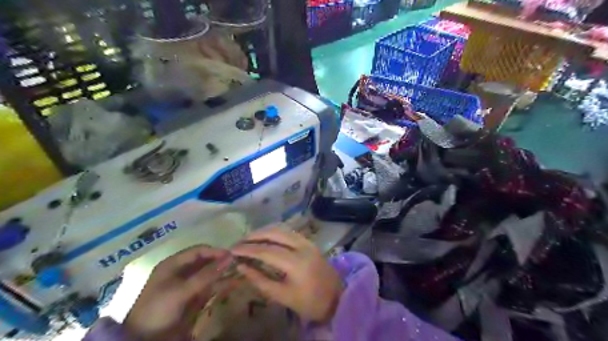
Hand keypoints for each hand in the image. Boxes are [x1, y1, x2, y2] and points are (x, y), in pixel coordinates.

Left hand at [121, 245, 231, 340]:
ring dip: (222, 272)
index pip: (199, 251)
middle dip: (220, 261)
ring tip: (240, 271)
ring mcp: (188, 284)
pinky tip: (233, 283)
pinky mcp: (193, 297)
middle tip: (238, 263)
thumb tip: (230, 257)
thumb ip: (206, 274)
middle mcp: (182, 271)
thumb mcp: (182, 290)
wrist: (145, 339)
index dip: (215, 252)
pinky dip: (220, 284)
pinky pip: (209, 287)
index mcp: (173, 264)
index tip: (232, 255)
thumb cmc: (159, 308)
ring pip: (209, 273)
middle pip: (205, 261)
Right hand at [231, 227, 341, 321]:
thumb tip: (241, 267)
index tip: (232, 250)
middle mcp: (302, 246)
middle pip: (274, 233)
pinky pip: (289, 231)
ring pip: (282, 229)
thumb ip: (260, 280)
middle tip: (239, 242)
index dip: (247, 249)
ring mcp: (307, 241)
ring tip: (249, 239)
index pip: (266, 250)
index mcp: (295, 263)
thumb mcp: (282, 296)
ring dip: (264, 231)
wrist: (337, 297)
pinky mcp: (309, 241)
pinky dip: (275, 232)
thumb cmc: (309, 301)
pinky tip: (266, 237)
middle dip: (254, 235)